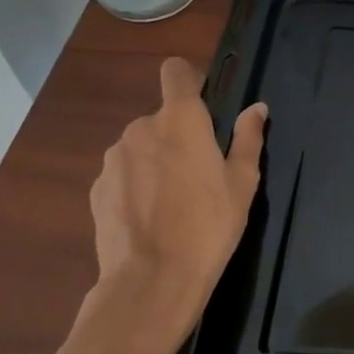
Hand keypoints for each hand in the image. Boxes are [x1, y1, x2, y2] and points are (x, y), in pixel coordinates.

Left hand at [88, 58, 267, 331]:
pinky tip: (150, 219)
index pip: (176, 72)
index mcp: (180, 119)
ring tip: (173, 202)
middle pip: (162, 117)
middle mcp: (141, 128)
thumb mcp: (242, 182)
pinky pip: (123, 174)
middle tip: (199, 173)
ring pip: (141, 147)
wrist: (151, 282)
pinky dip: (136, 186)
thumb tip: (256, 108)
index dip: (189, 80)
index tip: (204, 105)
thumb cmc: (208, 225)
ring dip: (155, 161)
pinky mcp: (96, 189)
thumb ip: (248, 138)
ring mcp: (113, 160)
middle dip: (178, 135)